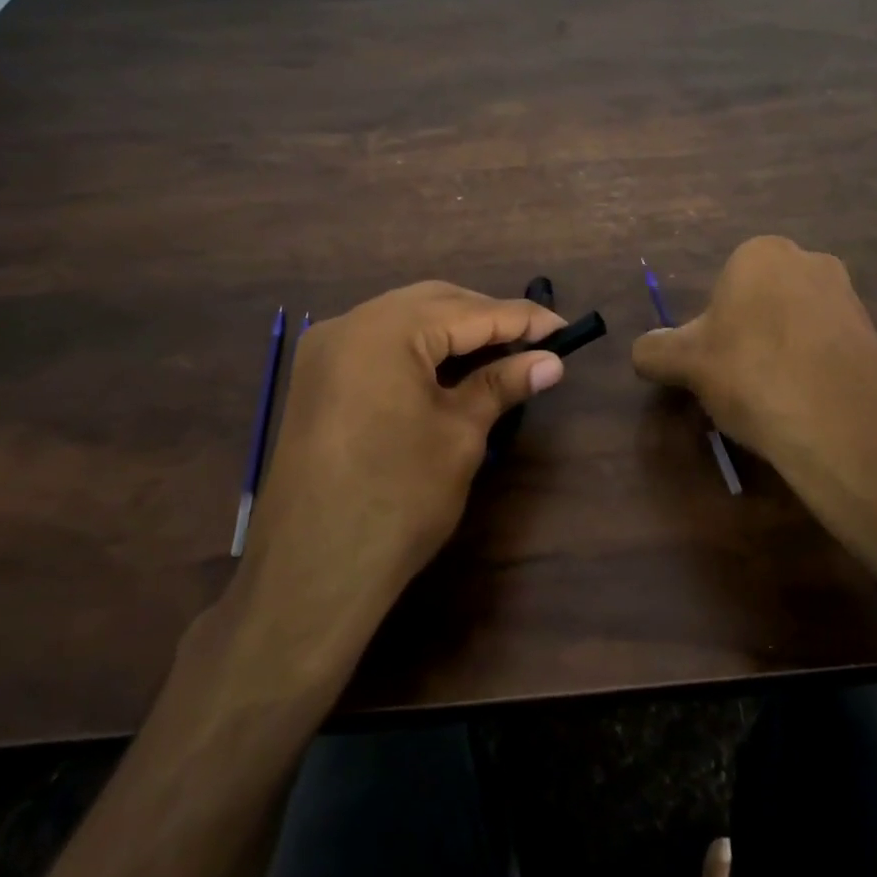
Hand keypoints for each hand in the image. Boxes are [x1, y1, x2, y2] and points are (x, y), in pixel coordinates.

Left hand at [214, 282, 564, 670]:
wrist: (311, 574)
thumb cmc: (397, 500)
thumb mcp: (460, 436)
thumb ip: (502, 385)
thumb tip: (550, 362)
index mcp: (385, 330)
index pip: (470, 311)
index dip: (523, 319)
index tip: (564, 328)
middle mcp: (349, 323)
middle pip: (433, 302)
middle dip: (485, 317)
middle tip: (532, 342)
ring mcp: (326, 349)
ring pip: (404, 317)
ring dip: (452, 328)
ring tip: (498, 352)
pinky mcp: (317, 376)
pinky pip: (378, 340)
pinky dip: (419, 346)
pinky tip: (448, 366)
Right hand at [632, 236, 876, 549]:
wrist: (846, 428)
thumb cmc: (753, 376)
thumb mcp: (685, 364)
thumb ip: (654, 350)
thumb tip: (644, 351)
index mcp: (760, 253)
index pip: (721, 289)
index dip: (712, 330)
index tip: (714, 366)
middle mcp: (808, 260)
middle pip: (759, 303)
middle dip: (747, 337)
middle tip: (739, 383)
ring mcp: (848, 297)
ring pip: (794, 325)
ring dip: (779, 354)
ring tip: (774, 400)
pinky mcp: (875, 335)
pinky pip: (826, 348)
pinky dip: (812, 370)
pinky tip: (807, 405)